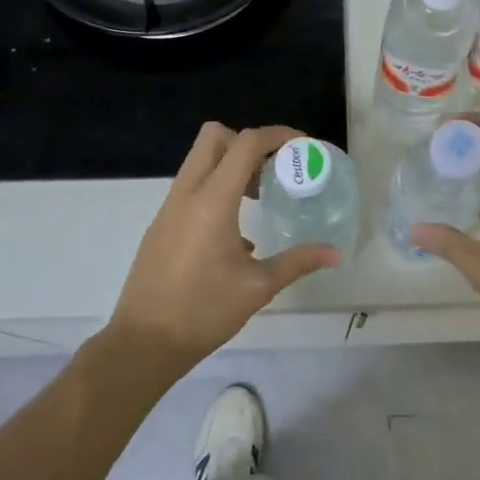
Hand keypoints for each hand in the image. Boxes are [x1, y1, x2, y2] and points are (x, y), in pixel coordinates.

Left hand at [109, 123, 339, 365]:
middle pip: (214, 136)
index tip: (302, 147)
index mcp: (212, 202)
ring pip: (199, 161)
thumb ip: (298, 262)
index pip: (245, 144)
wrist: (143, 343)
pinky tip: (236, 233)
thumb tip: (335, 253)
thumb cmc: (203, 313)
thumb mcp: (258, 287)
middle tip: (274, 169)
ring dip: (231, 166)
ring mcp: (169, 208)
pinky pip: (191, 188)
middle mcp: (186, 194)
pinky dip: (216, 189)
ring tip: (260, 198)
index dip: (277, 135)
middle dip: (248, 142)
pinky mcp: (161, 225)